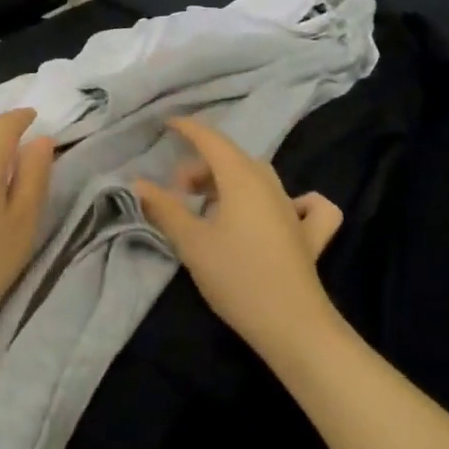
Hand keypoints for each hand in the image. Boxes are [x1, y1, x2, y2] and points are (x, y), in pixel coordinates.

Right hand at [134, 116, 341, 361]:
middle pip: (233, 160)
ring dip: (231, 181)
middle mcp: (270, 185)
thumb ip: (165, 208)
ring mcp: (294, 209)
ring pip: (259, 178)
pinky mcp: (310, 235)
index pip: (212, 140)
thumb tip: (139, 183)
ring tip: (209, 204)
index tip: (167, 123)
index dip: (189, 129)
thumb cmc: (236, 276)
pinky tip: (284, 212)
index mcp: (241, 179)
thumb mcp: (191, 242)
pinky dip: (291, 201)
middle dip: (203, 165)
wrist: (292, 324)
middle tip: (178, 190)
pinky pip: (304, 205)